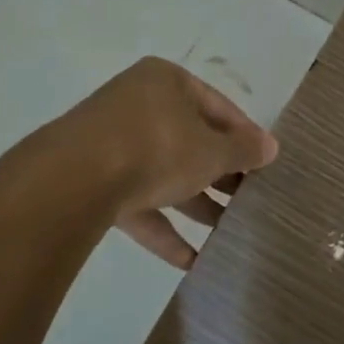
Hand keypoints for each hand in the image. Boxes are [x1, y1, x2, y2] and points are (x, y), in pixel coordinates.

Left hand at [57, 57, 278, 267]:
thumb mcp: (211, 150)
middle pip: (190, 140)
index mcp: (167, 81)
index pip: (217, 106)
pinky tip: (191, 262)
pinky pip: (138, 202)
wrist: (72, 180)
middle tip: (248, 200)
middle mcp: (138, 105)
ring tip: (228, 233)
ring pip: (164, 173)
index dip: (244, 136)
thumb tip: (270, 147)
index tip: (265, 164)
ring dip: (195, 204)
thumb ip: (242, 150)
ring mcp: (111, 143)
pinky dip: (163, 228)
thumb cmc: (156, 146)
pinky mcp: (92, 182)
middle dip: (220, 173)